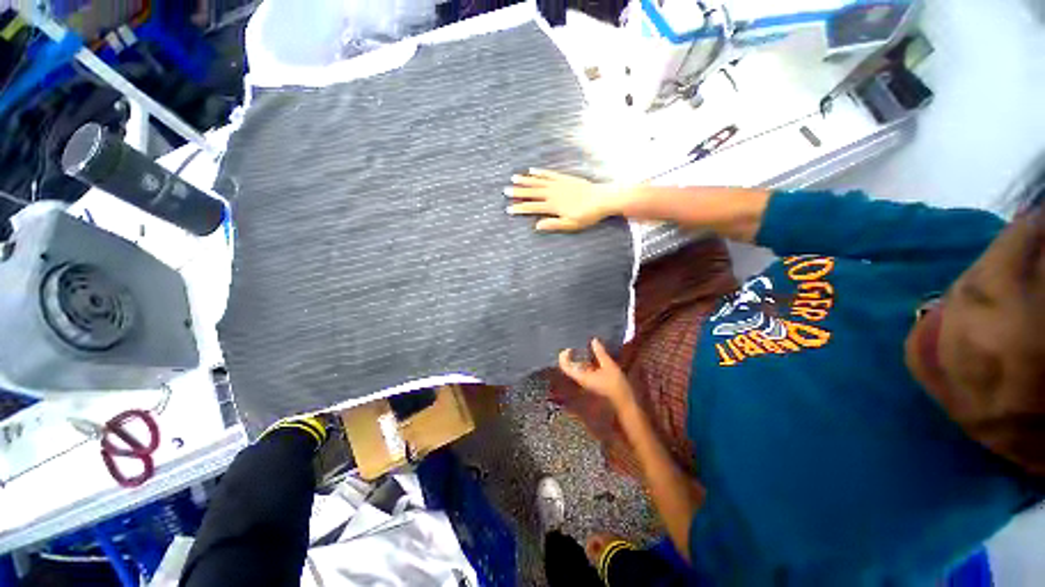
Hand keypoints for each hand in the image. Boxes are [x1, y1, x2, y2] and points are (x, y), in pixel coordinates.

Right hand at [505, 169, 627, 231]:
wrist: (603, 198)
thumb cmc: (588, 215)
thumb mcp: (572, 224)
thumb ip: (554, 224)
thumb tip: (537, 226)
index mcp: (553, 206)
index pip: (532, 207)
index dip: (520, 208)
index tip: (508, 209)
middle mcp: (553, 193)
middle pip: (532, 192)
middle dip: (518, 192)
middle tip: (505, 191)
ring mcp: (558, 184)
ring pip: (538, 181)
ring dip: (525, 180)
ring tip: (513, 178)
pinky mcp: (565, 178)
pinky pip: (550, 174)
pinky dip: (540, 172)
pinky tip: (532, 170)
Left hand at [558, 338, 634, 408]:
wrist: (624, 402)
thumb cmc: (616, 385)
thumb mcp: (609, 366)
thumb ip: (600, 353)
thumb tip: (594, 340)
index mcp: (582, 376)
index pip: (565, 366)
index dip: (564, 356)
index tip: (570, 347)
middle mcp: (581, 379)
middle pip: (571, 365)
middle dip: (573, 354)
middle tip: (579, 343)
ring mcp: (587, 380)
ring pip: (579, 366)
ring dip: (582, 357)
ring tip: (588, 345)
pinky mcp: (593, 380)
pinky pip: (587, 369)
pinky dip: (588, 361)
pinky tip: (596, 354)